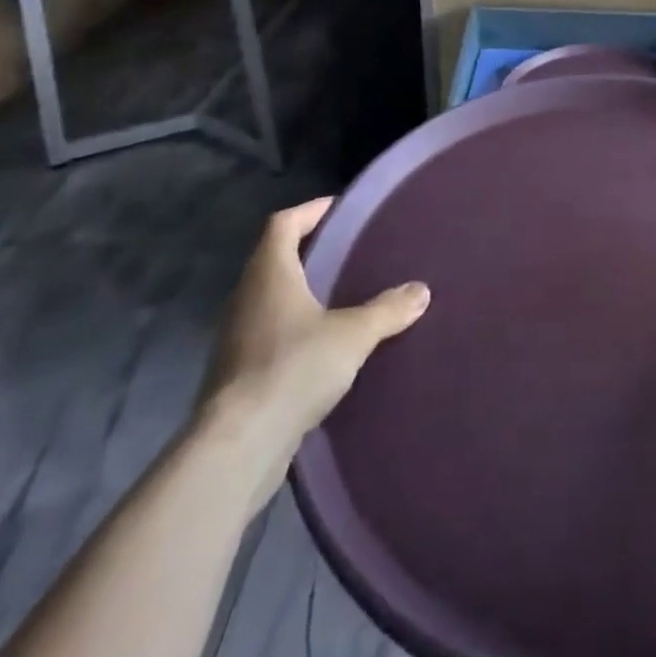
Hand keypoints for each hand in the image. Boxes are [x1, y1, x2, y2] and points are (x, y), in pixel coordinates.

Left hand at [197, 198, 428, 483]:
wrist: (237, 447)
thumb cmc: (293, 368)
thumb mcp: (353, 334)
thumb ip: (387, 310)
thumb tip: (421, 291)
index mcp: (269, 273)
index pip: (283, 223)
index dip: (310, 211)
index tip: (340, 209)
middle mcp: (245, 297)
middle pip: (274, 259)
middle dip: (308, 252)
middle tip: (347, 252)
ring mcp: (235, 338)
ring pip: (269, 300)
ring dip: (299, 294)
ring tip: (340, 298)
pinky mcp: (234, 375)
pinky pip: (267, 335)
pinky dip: (292, 330)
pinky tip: (321, 347)